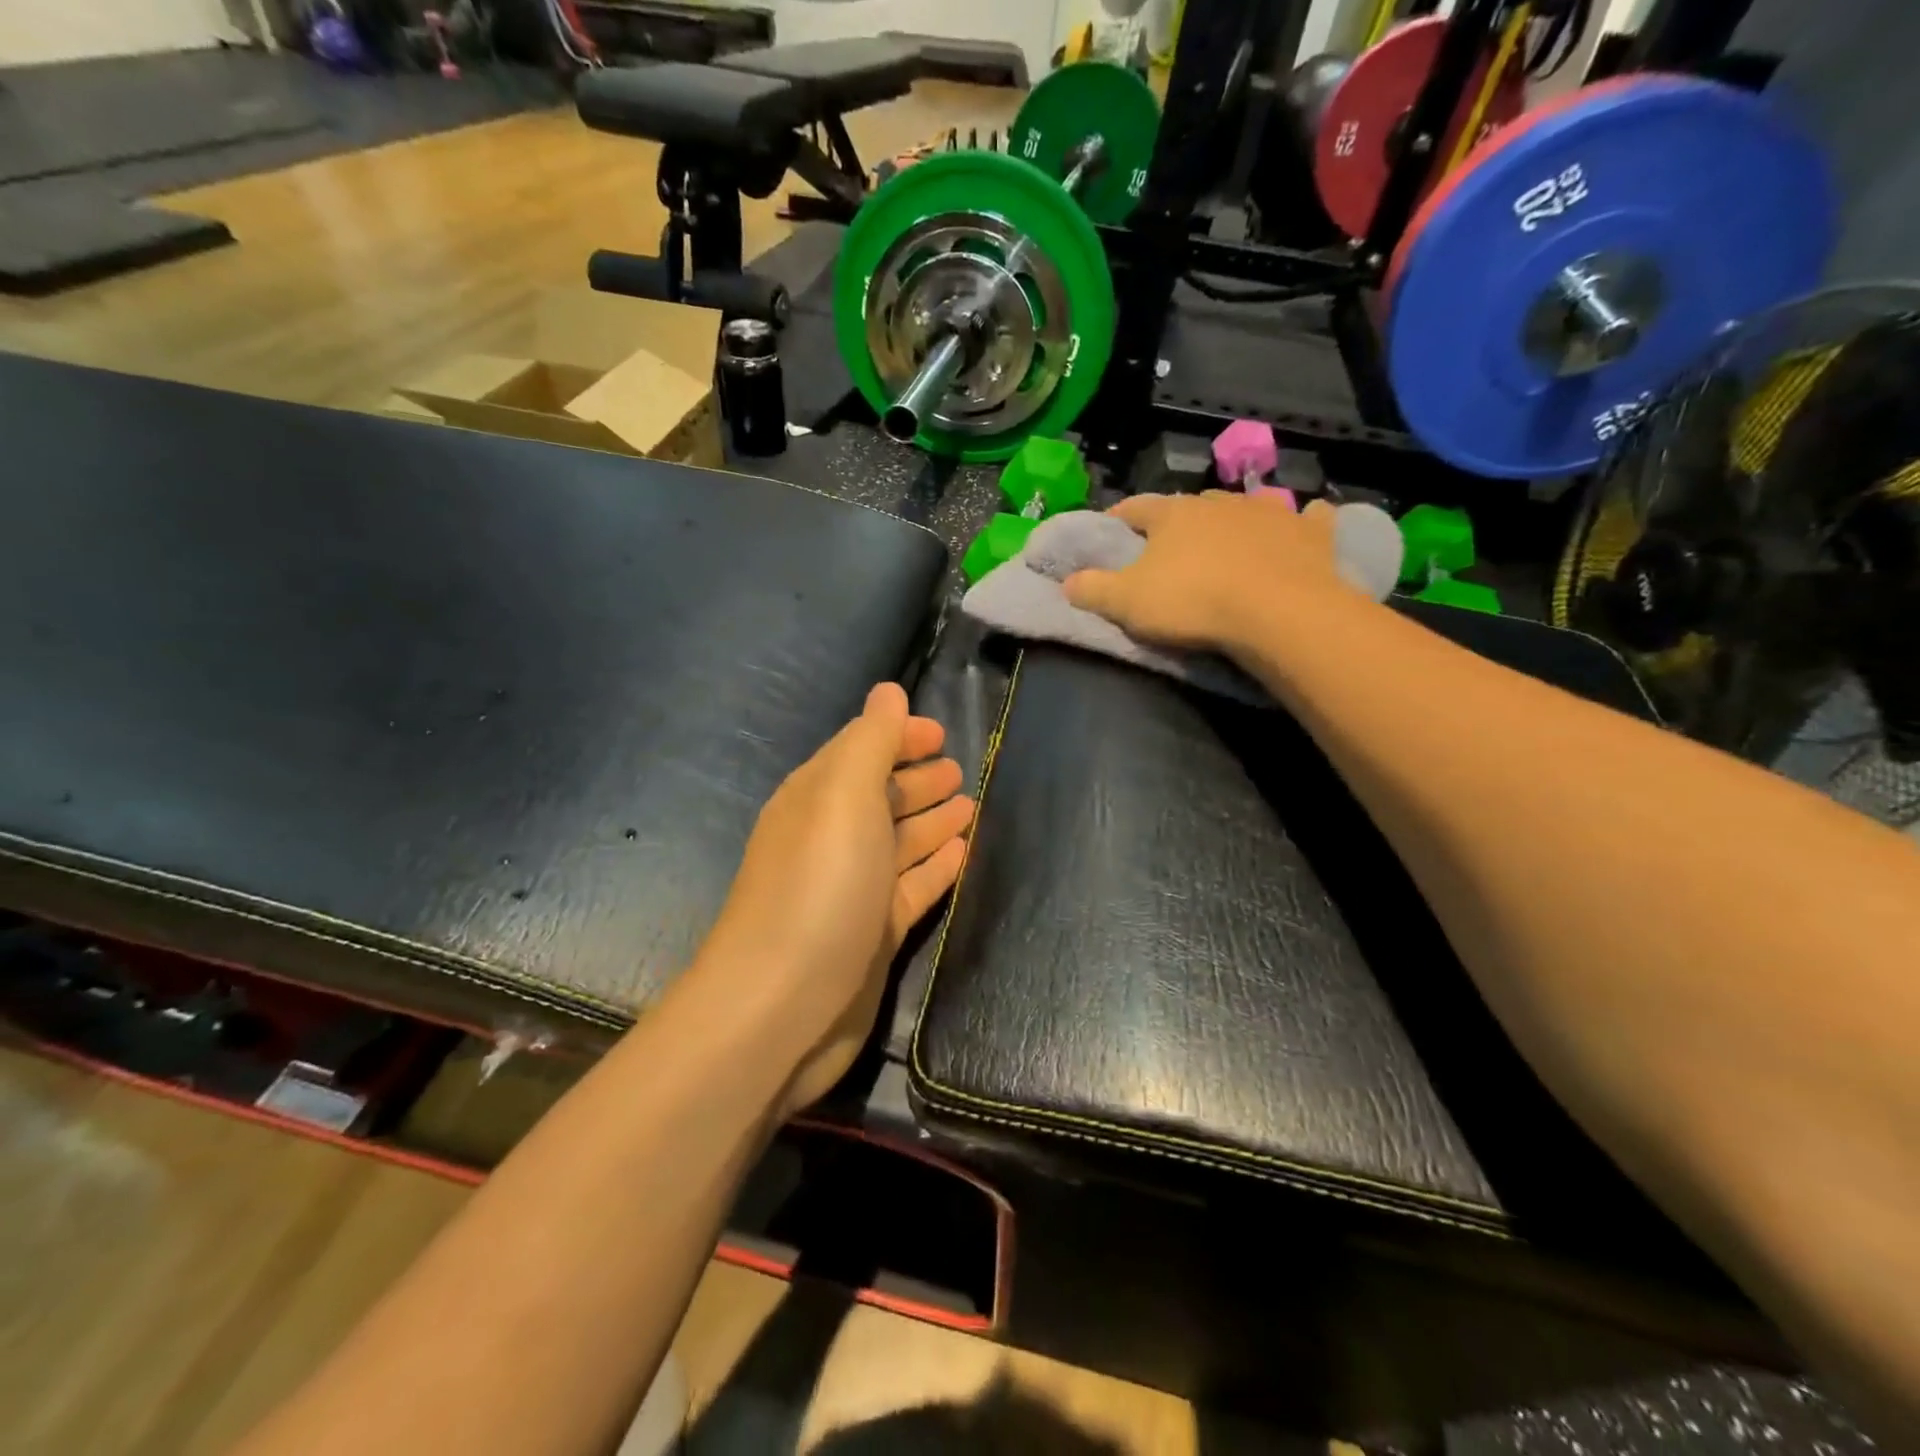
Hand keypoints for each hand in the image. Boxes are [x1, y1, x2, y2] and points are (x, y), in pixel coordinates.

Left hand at [697, 683, 972, 1114]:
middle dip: (918, 780)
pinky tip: (962, 855)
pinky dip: (935, 868)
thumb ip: (871, 741)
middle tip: (960, 770)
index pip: (862, 751)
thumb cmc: (818, 886)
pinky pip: (911, 887)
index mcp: (817, 798)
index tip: (942, 734)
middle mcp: (831, 838)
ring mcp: (852, 889)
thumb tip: (888, 691)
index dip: (899, 737)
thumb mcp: (843, 796)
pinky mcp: (872, 934)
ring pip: (899, 842)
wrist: (781, 1008)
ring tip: (970, 805)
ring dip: (932, 822)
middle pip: (881, 797)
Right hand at [1064, 492, 1359, 656]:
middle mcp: (1220, 503)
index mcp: (1173, 515)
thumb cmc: (1194, 602)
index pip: (1136, 507)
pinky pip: (1307, 519)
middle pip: (1190, 507)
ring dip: (1233, 520)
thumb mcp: (1127, 603)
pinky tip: (1303, 525)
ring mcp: (1269, 513)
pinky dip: (1300, 522)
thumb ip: (1093, 589)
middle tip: (1170, 546)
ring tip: (1229, 542)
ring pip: (1245, 507)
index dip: (1119, 517)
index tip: (1110, 529)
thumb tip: (1066, 581)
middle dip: (1178, 522)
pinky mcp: (1310, 534)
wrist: (1278, 613)